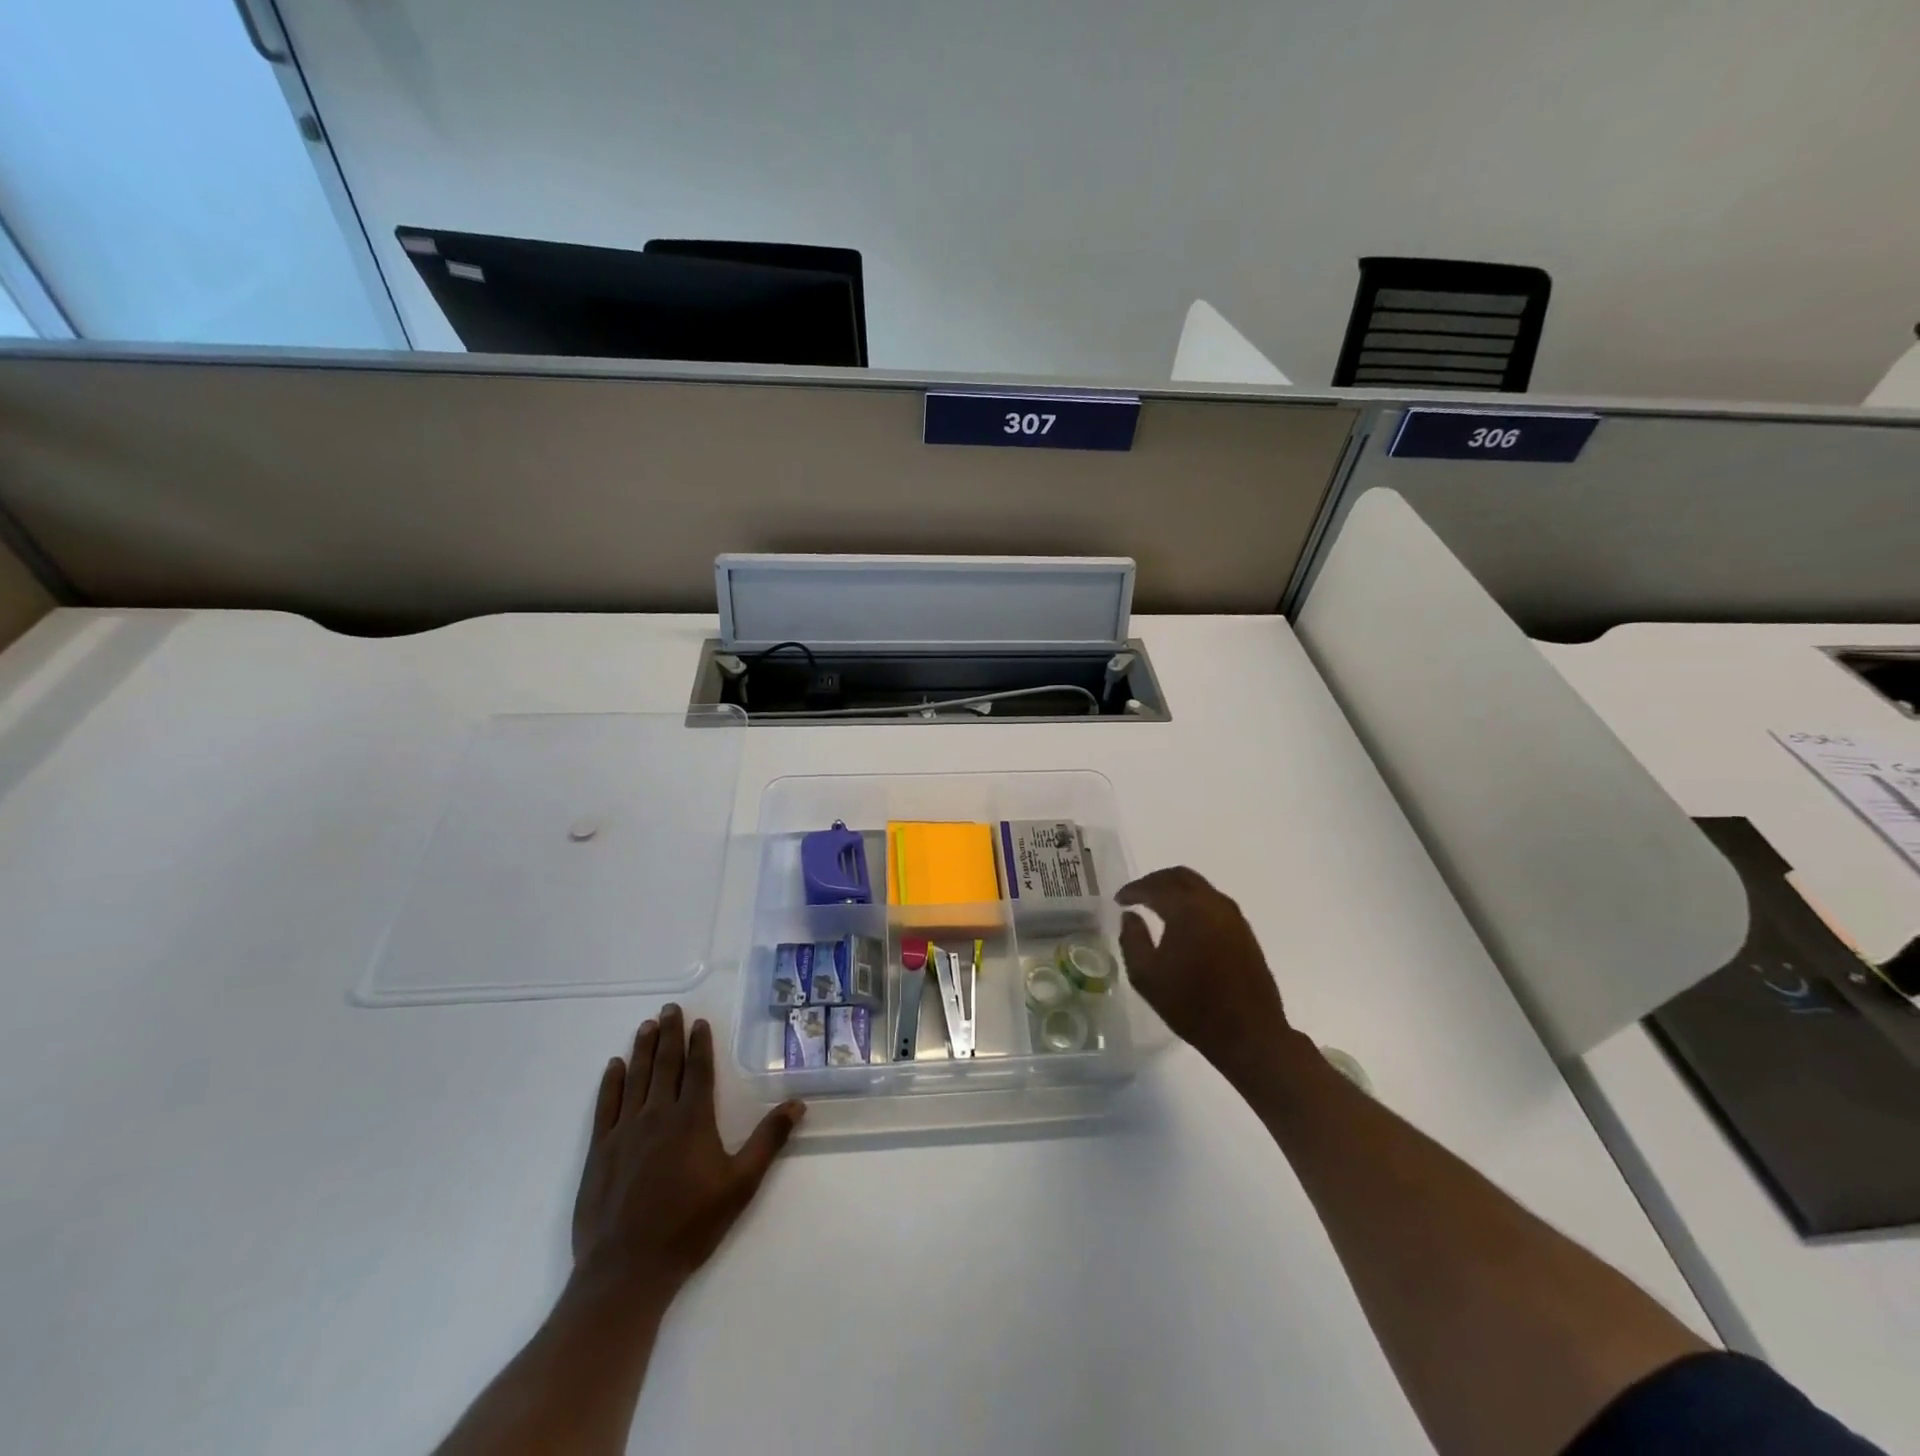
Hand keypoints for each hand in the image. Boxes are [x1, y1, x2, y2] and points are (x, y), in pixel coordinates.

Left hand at [571, 1005, 804, 1306]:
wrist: (626, 1270)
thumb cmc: (690, 1226)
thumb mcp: (741, 1185)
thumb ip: (768, 1141)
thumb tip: (798, 1103)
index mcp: (692, 1120)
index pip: (697, 1070)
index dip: (699, 1044)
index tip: (698, 1021)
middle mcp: (658, 1115)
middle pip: (665, 1065)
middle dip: (669, 1034)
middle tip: (669, 1008)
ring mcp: (624, 1131)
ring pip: (636, 1078)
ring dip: (642, 1049)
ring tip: (646, 1025)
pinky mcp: (600, 1151)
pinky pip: (606, 1105)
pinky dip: (611, 1082)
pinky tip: (615, 1066)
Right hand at [1117, 866, 1294, 1082]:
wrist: (1248, 1033)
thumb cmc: (1191, 1005)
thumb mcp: (1146, 976)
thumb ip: (1132, 939)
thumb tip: (1130, 916)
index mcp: (1187, 909)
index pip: (1155, 886)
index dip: (1133, 890)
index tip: (1118, 900)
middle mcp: (1213, 903)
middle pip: (1180, 876)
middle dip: (1155, 881)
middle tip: (1137, 895)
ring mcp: (1233, 916)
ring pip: (1200, 887)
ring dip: (1176, 890)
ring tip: (1157, 906)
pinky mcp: (1245, 932)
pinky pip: (1213, 902)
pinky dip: (1193, 902)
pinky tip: (1184, 922)